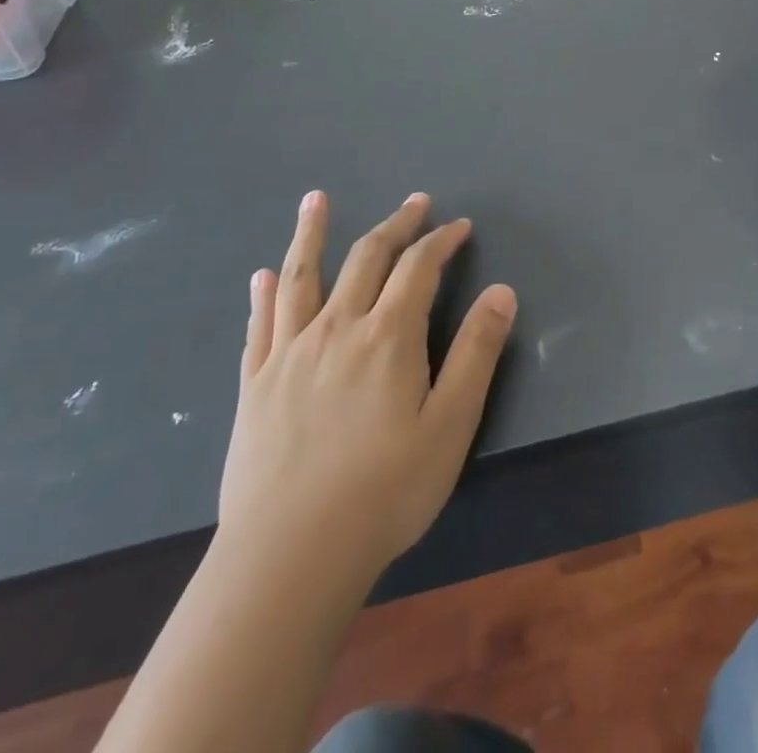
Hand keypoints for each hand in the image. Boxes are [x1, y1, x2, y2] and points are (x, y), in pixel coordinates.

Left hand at [217, 191, 516, 578]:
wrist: (289, 559)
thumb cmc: (384, 492)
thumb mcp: (450, 424)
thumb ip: (476, 352)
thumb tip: (502, 291)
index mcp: (388, 336)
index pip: (419, 267)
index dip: (442, 240)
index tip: (459, 226)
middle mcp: (337, 328)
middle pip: (367, 258)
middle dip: (395, 225)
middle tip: (414, 202)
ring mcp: (290, 353)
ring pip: (302, 276)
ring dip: (312, 233)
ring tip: (316, 199)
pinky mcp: (255, 384)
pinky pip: (261, 325)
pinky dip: (265, 293)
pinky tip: (264, 274)